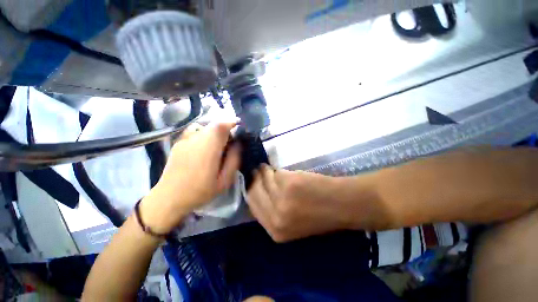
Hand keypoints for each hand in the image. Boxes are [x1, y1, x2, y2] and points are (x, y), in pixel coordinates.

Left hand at [140, 122, 240, 233]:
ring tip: (218, 144)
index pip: (220, 126)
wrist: (169, 197)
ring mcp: (184, 140)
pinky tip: (204, 146)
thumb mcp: (224, 180)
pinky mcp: (178, 142)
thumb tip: (238, 144)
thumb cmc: (200, 191)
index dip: (231, 122)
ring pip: (204, 126)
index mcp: (208, 149)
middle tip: (231, 141)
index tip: (239, 127)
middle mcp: (195, 140)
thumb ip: (233, 160)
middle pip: (213, 124)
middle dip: (225, 128)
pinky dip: (204, 133)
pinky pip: (195, 131)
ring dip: (214, 131)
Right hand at [246, 164, 353, 241]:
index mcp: (275, 230)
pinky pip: (275, 173)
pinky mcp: (288, 183)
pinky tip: (277, 169)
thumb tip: (258, 193)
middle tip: (257, 172)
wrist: (342, 205)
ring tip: (265, 168)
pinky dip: (275, 170)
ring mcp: (281, 199)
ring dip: (264, 172)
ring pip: (263, 180)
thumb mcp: (291, 222)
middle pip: (253, 192)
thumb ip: (272, 212)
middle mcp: (275, 216)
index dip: (251, 192)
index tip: (252, 182)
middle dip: (254, 180)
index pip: (252, 206)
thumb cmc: (319, 215)